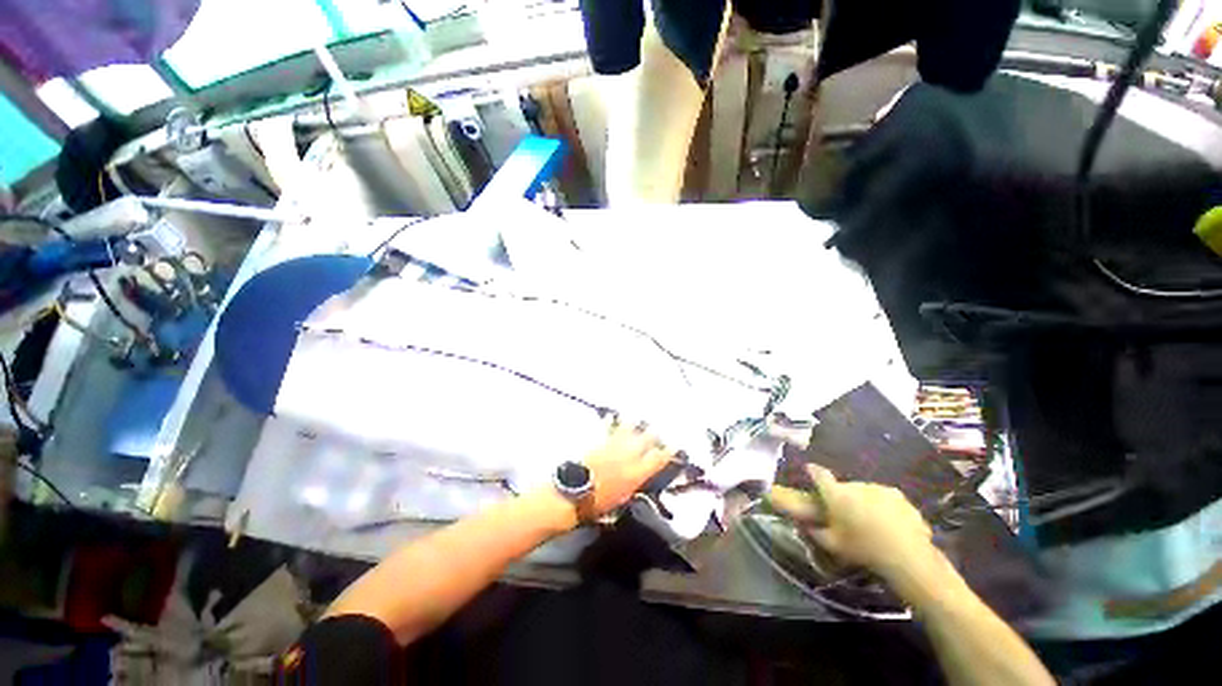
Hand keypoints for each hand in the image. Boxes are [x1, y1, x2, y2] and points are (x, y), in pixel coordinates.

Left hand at [582, 424, 673, 516]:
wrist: (575, 493)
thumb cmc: (599, 504)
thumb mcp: (624, 499)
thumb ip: (635, 484)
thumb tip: (640, 476)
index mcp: (637, 473)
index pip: (659, 458)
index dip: (669, 451)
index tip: (674, 446)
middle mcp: (629, 455)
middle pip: (648, 438)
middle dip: (655, 434)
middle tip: (658, 433)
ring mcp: (614, 445)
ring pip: (630, 428)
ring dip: (636, 424)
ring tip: (639, 421)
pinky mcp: (600, 440)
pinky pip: (609, 426)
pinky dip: (613, 421)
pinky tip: (614, 416)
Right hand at [773, 466, 938, 581]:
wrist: (907, 556)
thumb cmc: (863, 549)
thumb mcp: (833, 545)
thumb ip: (815, 531)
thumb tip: (804, 523)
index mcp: (837, 494)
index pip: (820, 475)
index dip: (813, 472)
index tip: (810, 469)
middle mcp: (856, 485)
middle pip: (845, 487)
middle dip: (844, 497)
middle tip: (847, 515)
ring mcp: (879, 488)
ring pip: (865, 492)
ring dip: (864, 502)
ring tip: (870, 522)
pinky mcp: (898, 496)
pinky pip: (884, 499)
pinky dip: (883, 507)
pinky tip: (888, 525)